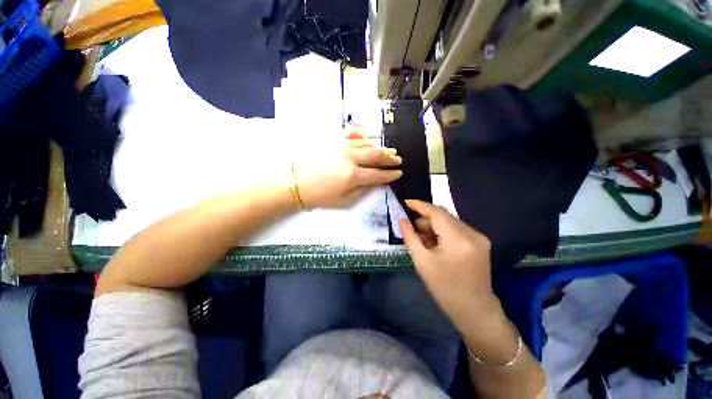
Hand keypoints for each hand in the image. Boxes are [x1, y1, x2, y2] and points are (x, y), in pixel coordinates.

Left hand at [294, 128, 402, 207]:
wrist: (295, 182)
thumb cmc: (320, 196)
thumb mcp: (344, 200)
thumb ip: (363, 189)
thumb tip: (376, 181)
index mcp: (353, 176)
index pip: (379, 174)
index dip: (391, 174)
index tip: (398, 173)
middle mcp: (350, 158)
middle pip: (376, 155)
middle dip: (390, 158)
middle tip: (398, 159)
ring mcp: (341, 146)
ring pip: (367, 144)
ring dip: (379, 148)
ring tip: (388, 151)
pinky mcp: (333, 140)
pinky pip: (352, 135)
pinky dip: (363, 137)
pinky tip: (368, 140)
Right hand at [399, 200, 502, 329]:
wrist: (475, 310)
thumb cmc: (445, 288)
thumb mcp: (422, 262)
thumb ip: (410, 237)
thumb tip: (402, 219)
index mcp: (458, 240)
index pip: (437, 212)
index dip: (419, 205)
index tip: (405, 202)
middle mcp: (472, 234)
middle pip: (444, 215)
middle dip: (425, 218)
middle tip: (411, 227)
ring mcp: (479, 238)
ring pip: (450, 221)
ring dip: (433, 225)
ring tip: (422, 238)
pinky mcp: (480, 242)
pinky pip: (457, 229)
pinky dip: (443, 231)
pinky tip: (435, 243)